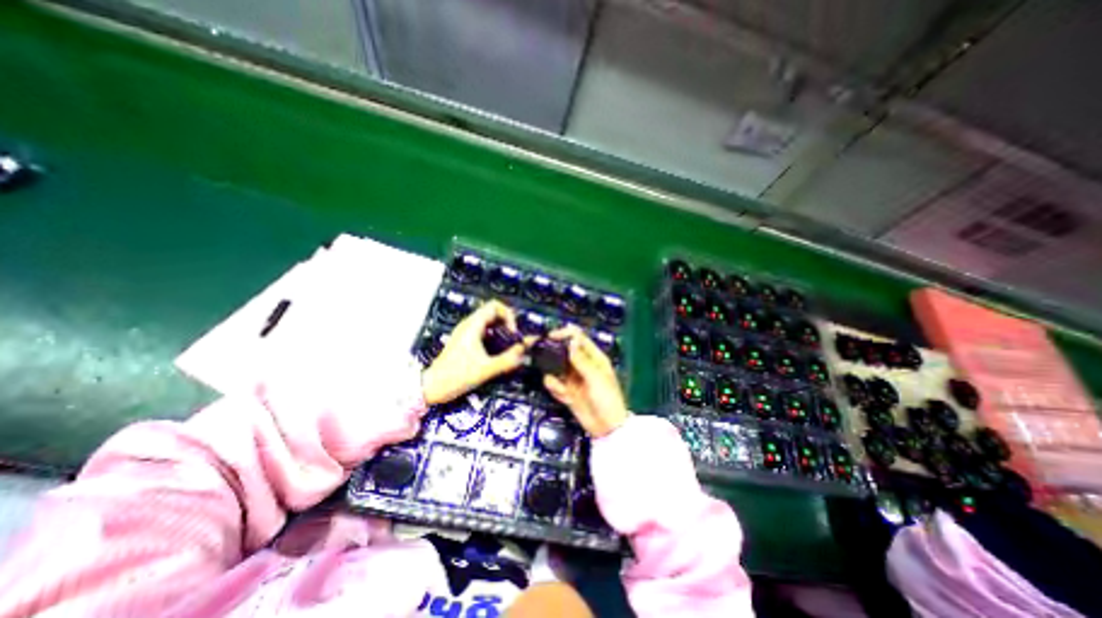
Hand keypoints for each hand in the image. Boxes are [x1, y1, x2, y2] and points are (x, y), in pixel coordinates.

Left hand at [423, 298, 529, 404]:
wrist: (431, 387)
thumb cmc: (457, 376)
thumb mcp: (486, 369)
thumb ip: (508, 359)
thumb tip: (527, 349)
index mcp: (473, 325)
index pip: (494, 305)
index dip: (508, 315)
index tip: (514, 332)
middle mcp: (469, 325)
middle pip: (493, 312)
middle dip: (507, 323)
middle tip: (515, 339)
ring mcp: (466, 332)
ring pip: (489, 322)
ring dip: (502, 330)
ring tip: (510, 345)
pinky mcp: (465, 341)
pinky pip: (484, 331)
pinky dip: (495, 336)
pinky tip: (499, 351)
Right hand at [542, 326, 627, 437]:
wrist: (607, 428)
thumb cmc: (608, 399)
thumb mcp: (595, 378)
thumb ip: (581, 359)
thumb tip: (572, 340)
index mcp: (594, 357)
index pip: (578, 338)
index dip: (564, 334)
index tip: (550, 337)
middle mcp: (582, 365)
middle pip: (564, 351)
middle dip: (552, 352)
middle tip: (540, 353)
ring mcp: (574, 378)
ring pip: (556, 367)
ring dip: (553, 374)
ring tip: (560, 385)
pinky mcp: (567, 391)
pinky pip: (555, 383)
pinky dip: (555, 387)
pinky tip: (563, 395)